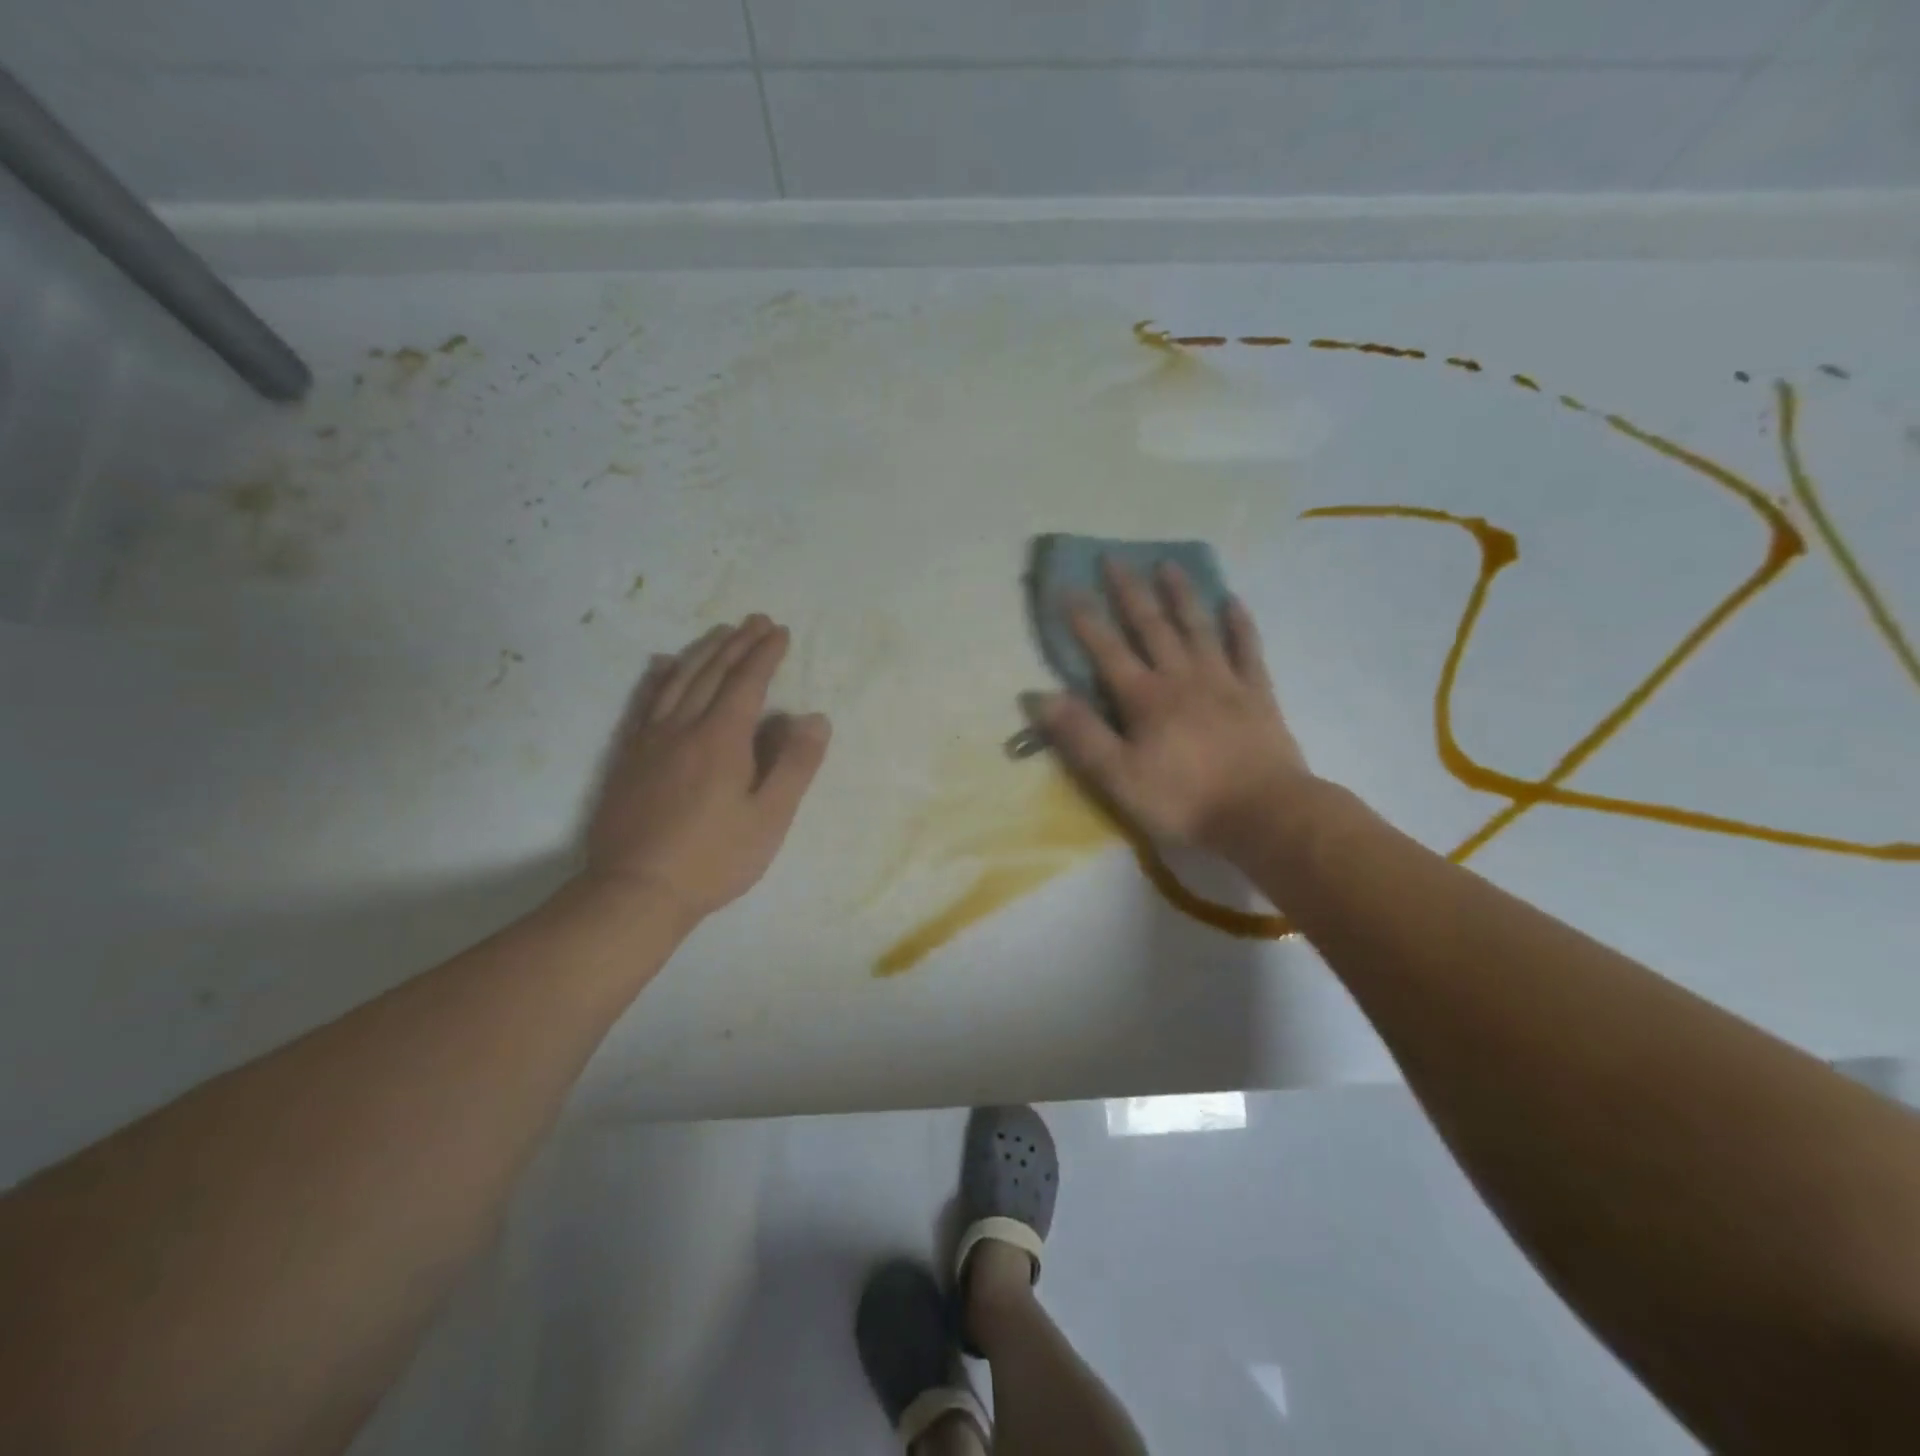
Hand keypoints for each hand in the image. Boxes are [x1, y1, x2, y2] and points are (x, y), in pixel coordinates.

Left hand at [584, 615, 830, 923]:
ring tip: (719, 632)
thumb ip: (795, 765)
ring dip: (702, 652)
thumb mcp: (769, 818)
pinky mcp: (628, 756)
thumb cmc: (713, 858)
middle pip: (712, 673)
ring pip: (678, 680)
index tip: (780, 632)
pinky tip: (662, 665)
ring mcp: (650, 739)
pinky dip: (658, 677)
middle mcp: (684, 727)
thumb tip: (815, 717)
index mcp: (722, 738)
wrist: (635, 890)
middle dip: (737, 643)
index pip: (747, 683)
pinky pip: (645, 702)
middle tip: (756, 620)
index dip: (765, 655)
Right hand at [1035, 559, 1312, 858]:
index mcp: (1146, 699)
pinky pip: (1247, 649)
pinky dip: (1239, 624)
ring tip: (1168, 564)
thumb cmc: (1184, 801)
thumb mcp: (1119, 778)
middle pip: (1152, 627)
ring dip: (1181, 595)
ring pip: (1198, 628)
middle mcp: (1182, 678)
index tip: (1067, 589)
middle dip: (1130, 593)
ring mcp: (1224, 682)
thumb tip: (1039, 696)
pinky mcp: (1257, 695)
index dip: (1085, 621)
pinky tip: (1232, 601)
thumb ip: (1080, 736)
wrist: (1264, 815)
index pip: (1107, 651)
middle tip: (1114, 559)